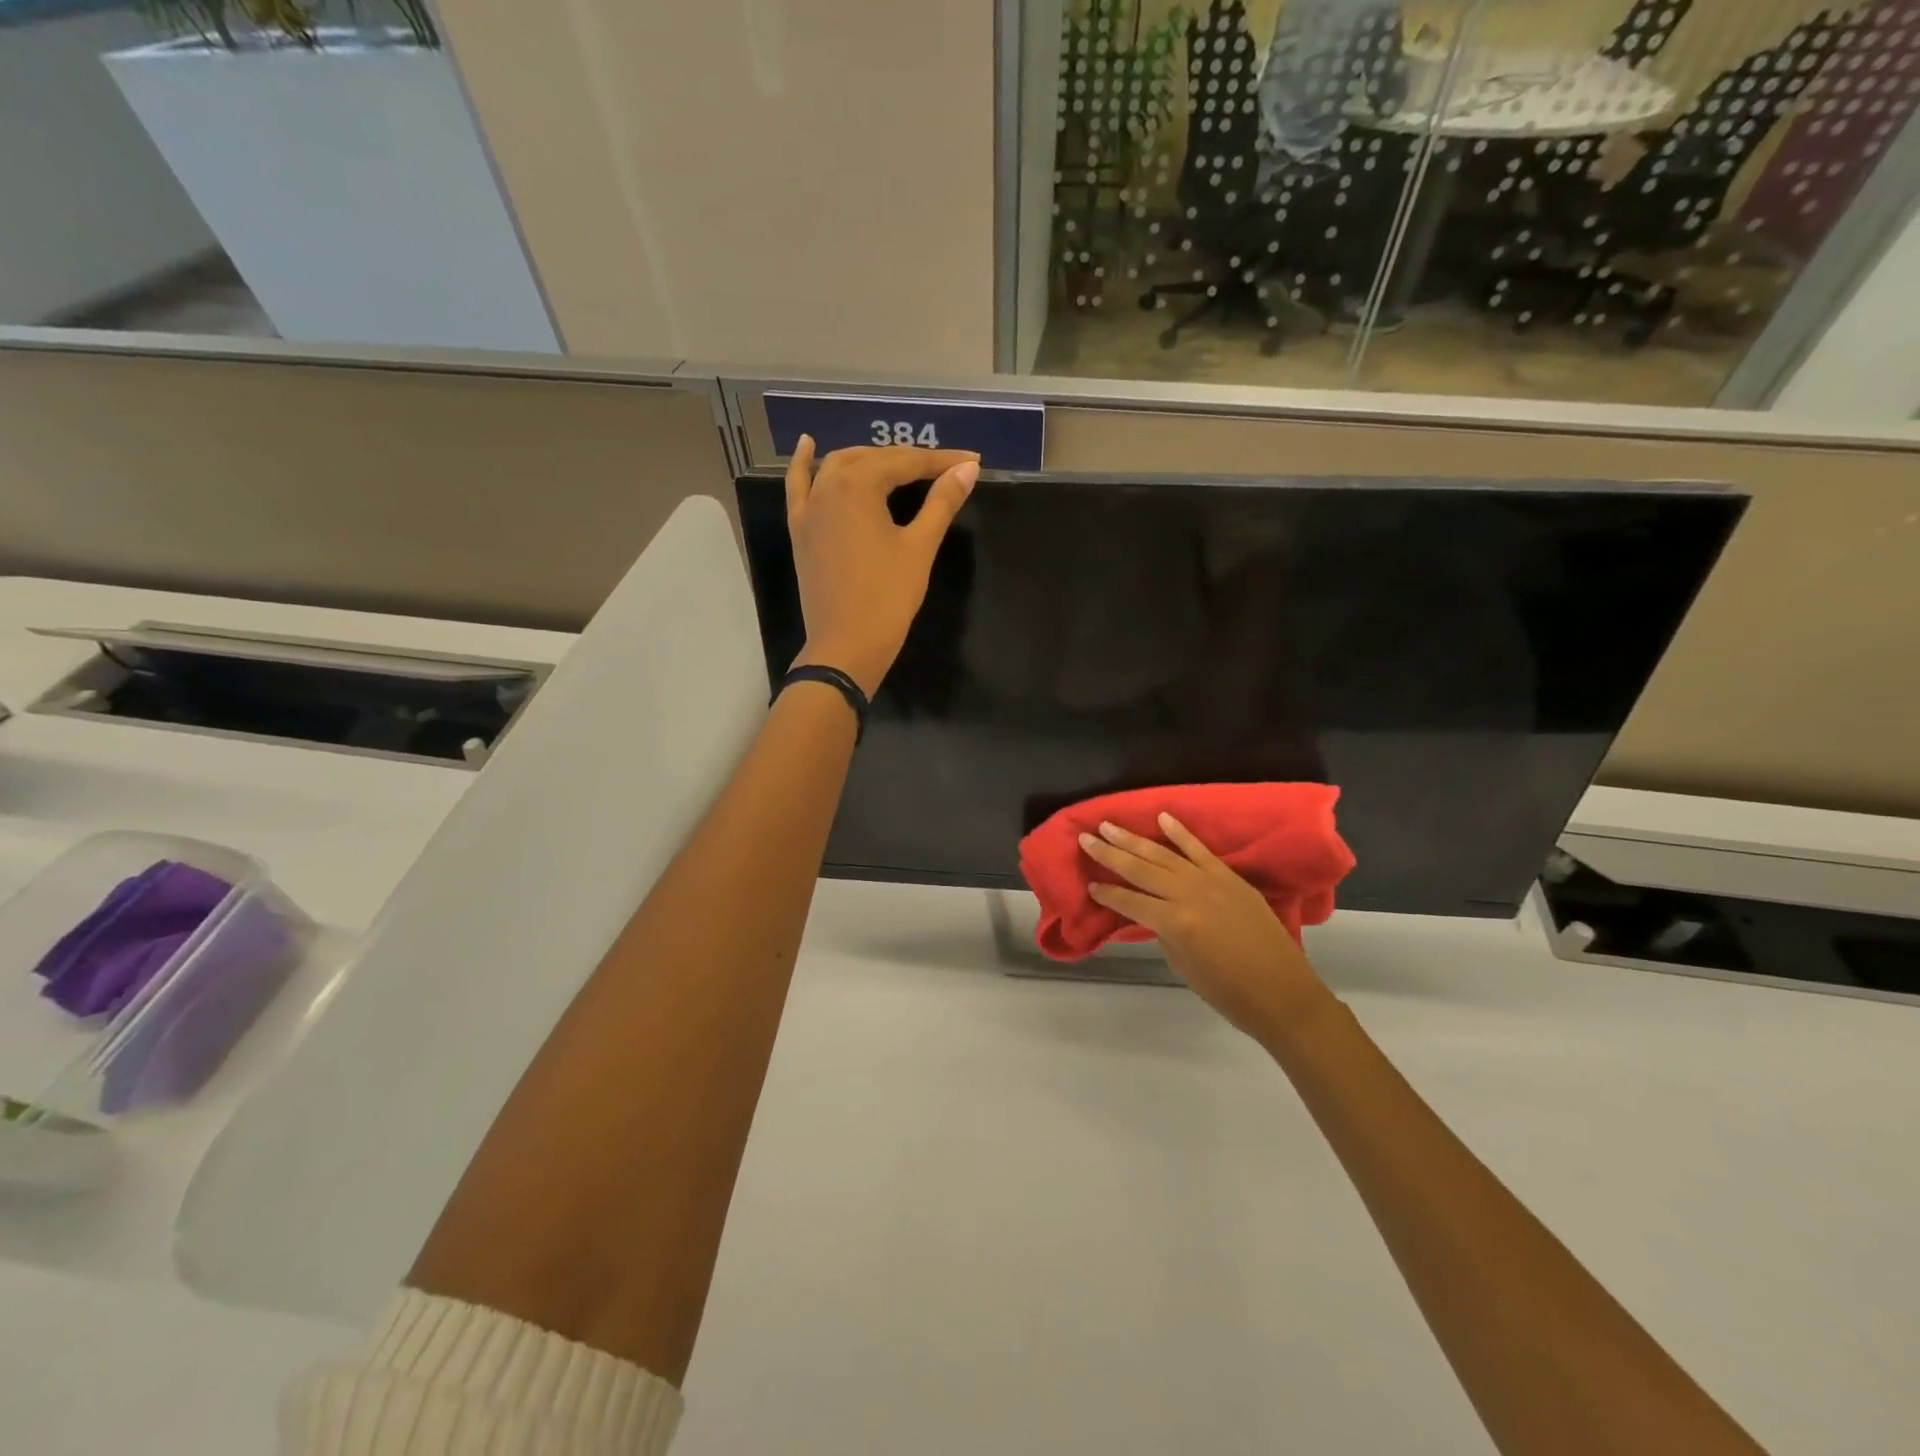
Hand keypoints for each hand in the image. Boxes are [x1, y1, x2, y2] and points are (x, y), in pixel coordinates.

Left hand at [786, 435, 979, 695]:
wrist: (846, 645)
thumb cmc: (888, 597)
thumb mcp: (919, 547)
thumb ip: (942, 503)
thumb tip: (967, 470)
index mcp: (859, 485)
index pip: (907, 462)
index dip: (942, 462)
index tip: (972, 461)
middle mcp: (829, 486)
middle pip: (873, 460)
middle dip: (909, 460)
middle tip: (944, 469)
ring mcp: (809, 508)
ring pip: (838, 467)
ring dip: (869, 459)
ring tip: (897, 463)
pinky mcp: (800, 530)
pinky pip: (799, 487)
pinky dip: (804, 465)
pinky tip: (808, 445)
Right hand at [1079, 814, 1333, 1045]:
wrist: (1284, 994)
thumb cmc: (1229, 993)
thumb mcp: (1183, 966)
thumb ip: (1165, 932)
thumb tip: (1153, 913)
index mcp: (1174, 923)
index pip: (1130, 901)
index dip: (1107, 894)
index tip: (1089, 884)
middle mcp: (1189, 895)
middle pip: (1141, 869)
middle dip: (1110, 854)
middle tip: (1086, 837)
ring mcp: (1212, 882)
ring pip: (1164, 854)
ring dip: (1134, 839)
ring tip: (1109, 825)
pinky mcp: (1231, 878)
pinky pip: (1200, 850)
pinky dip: (1181, 833)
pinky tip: (1162, 818)